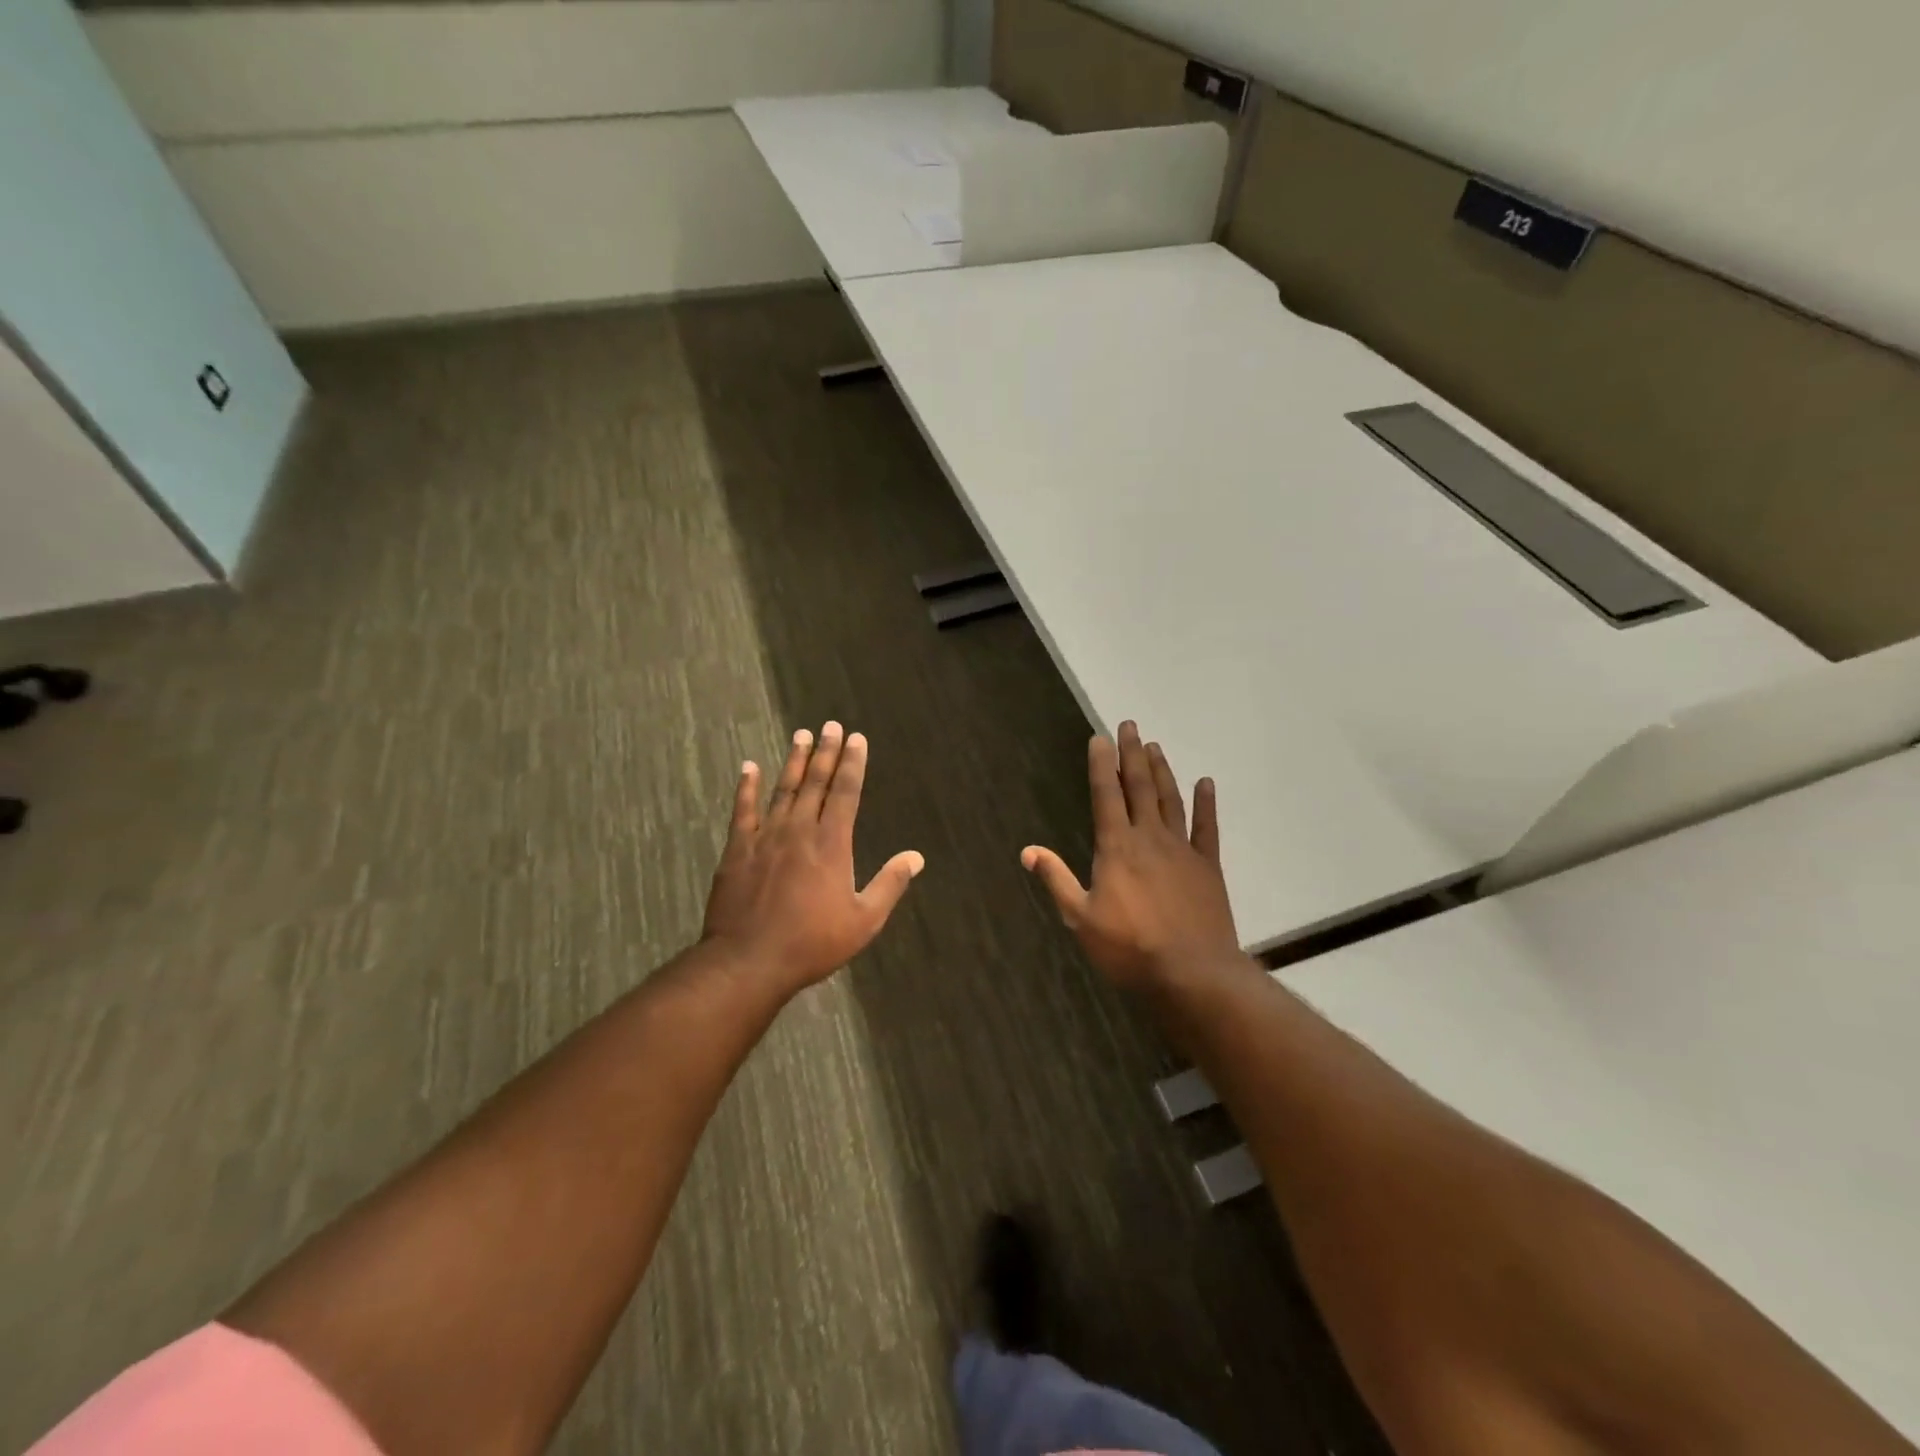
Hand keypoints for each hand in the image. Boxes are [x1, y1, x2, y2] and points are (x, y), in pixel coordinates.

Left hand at [702, 722, 923, 994]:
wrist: (749, 961)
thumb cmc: (812, 943)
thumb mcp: (863, 920)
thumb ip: (890, 884)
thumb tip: (916, 856)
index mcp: (832, 844)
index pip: (845, 792)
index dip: (852, 763)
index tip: (857, 739)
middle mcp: (799, 830)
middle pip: (815, 782)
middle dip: (826, 751)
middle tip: (831, 725)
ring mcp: (765, 837)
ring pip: (783, 789)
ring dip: (794, 760)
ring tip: (801, 734)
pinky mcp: (737, 849)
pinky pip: (743, 810)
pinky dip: (746, 787)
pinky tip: (749, 767)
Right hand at [1022, 721, 1239, 991]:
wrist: (1192, 973)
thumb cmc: (1129, 948)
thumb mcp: (1080, 918)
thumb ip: (1056, 879)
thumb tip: (1027, 850)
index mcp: (1116, 847)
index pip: (1106, 795)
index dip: (1101, 764)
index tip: (1099, 738)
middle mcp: (1149, 838)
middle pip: (1139, 787)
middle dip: (1132, 754)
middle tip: (1130, 725)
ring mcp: (1182, 850)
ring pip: (1170, 800)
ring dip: (1162, 771)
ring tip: (1155, 746)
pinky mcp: (1208, 866)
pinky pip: (1207, 828)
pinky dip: (1206, 804)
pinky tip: (1206, 783)